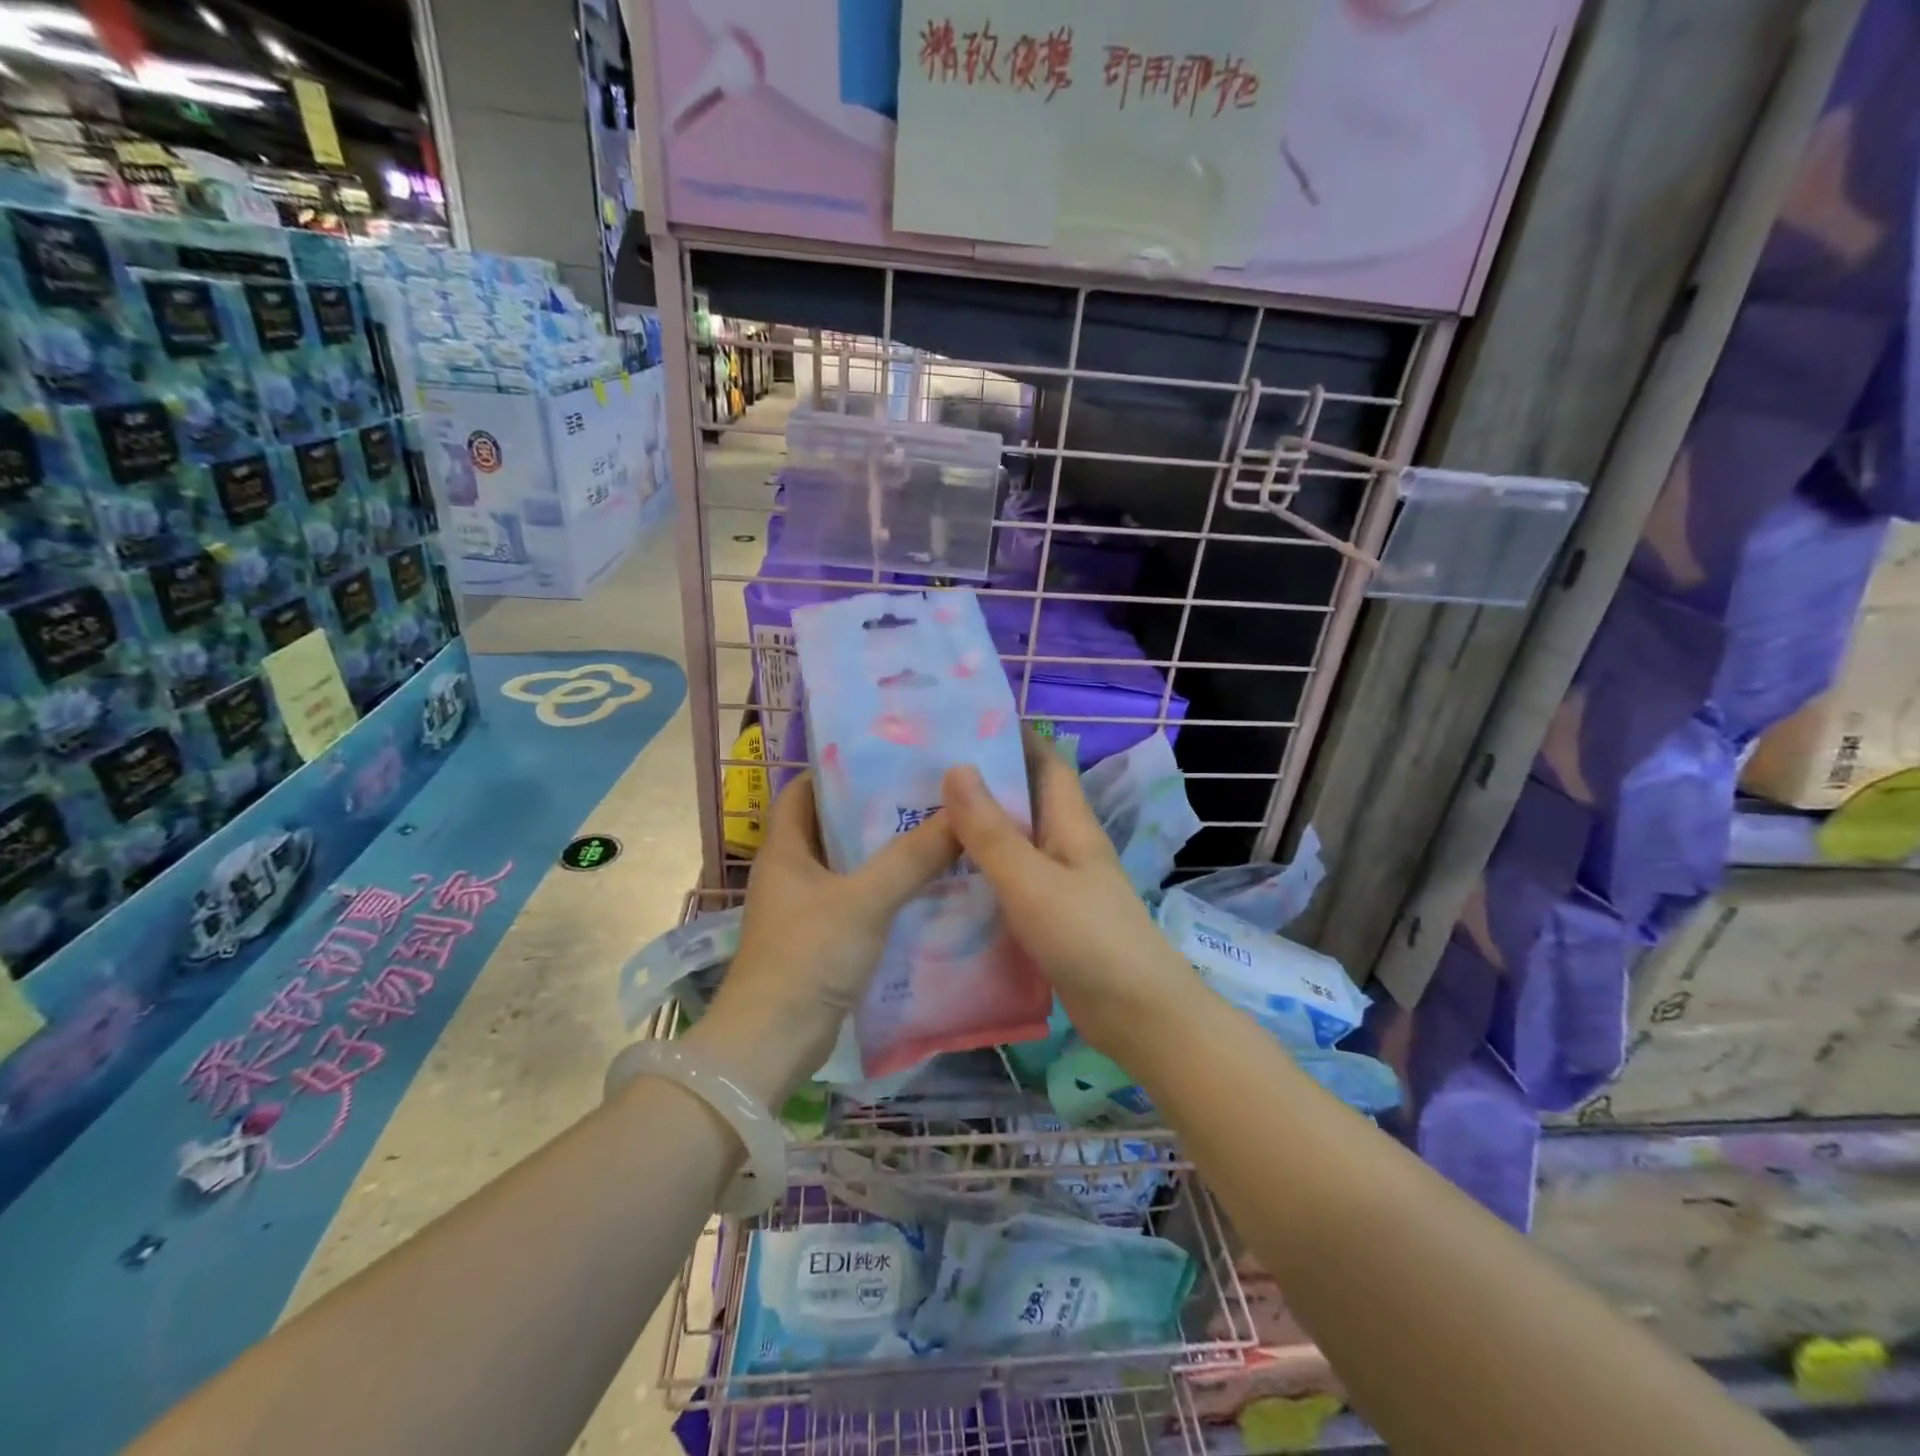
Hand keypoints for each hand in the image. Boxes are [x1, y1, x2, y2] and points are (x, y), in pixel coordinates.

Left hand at [692, 771, 957, 1103]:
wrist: (772, 1044)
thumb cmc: (808, 956)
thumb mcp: (865, 900)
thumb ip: (912, 858)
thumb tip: (959, 814)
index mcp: (785, 849)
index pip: (804, 790)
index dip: (838, 770)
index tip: (887, 759)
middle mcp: (791, 872)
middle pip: (833, 826)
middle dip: (876, 812)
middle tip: (928, 796)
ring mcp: (805, 909)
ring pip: (850, 867)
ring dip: (887, 855)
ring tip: (937, 836)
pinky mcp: (822, 941)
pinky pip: (859, 903)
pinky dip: (887, 893)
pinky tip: (928, 890)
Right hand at [941, 732, 1197, 1060]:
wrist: (1137, 1016)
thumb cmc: (1089, 938)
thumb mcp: (1032, 881)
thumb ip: (992, 832)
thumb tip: (957, 767)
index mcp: (1070, 823)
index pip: (1044, 762)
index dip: (1012, 736)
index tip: (962, 722)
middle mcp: (1065, 845)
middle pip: (1023, 800)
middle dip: (981, 782)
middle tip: (920, 773)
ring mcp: (1058, 883)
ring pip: (1012, 842)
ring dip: (975, 830)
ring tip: (918, 819)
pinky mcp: (1047, 917)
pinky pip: (1008, 882)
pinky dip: (979, 874)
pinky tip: (942, 881)